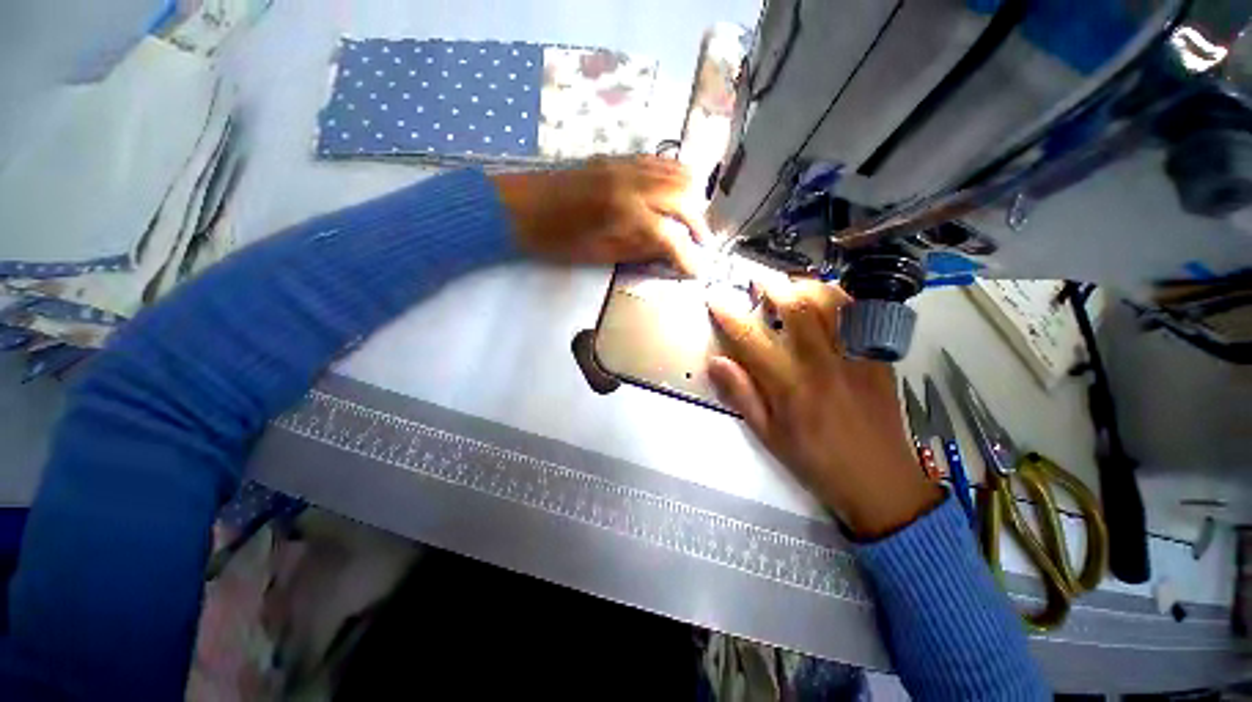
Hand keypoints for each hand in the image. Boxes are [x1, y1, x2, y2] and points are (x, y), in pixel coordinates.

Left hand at [491, 156, 709, 273]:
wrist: (520, 207)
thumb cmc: (556, 240)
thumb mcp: (599, 254)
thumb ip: (639, 250)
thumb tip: (670, 253)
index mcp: (623, 214)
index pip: (671, 237)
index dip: (688, 257)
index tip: (698, 272)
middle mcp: (632, 182)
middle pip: (685, 198)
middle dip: (699, 225)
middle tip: (700, 245)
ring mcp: (626, 164)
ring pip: (678, 173)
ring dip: (692, 200)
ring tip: (691, 222)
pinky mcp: (618, 157)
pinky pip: (660, 162)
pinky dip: (676, 179)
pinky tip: (673, 197)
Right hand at [707, 279, 942, 538]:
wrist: (879, 480)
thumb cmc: (814, 461)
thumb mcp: (768, 435)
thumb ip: (742, 394)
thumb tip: (716, 362)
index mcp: (789, 386)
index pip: (751, 338)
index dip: (729, 314)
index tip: (715, 298)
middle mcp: (821, 364)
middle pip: (796, 308)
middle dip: (771, 286)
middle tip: (756, 280)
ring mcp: (854, 357)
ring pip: (831, 304)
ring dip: (805, 286)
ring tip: (789, 286)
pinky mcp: (877, 358)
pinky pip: (860, 316)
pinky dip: (840, 298)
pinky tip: (826, 299)